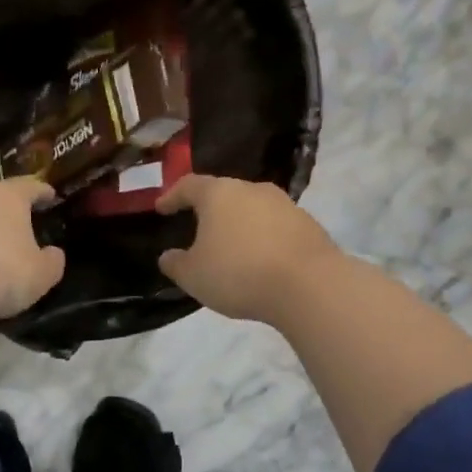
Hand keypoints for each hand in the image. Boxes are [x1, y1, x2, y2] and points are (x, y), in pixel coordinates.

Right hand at [155, 174, 342, 324]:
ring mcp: (284, 204)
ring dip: (238, 225)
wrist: (310, 286)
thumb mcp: (193, 275)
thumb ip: (175, 263)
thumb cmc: (239, 273)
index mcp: (218, 194)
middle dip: (208, 210)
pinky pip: (275, 227)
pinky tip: (259, 260)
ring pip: (252, 209)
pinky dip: (262, 239)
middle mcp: (252, 189)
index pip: (188, 185)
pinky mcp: (308, 224)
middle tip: (197, 228)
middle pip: (223, 194)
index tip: (161, 208)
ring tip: (230, 247)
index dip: (172, 196)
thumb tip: (168, 256)